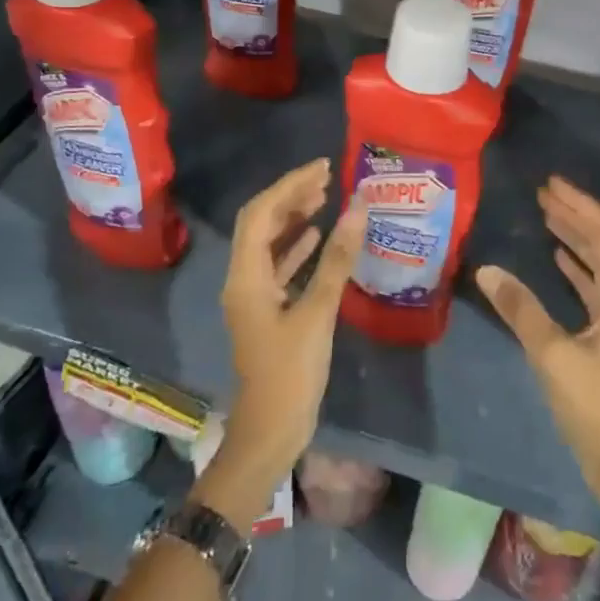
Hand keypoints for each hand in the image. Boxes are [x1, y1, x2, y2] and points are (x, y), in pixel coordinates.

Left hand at [204, 158, 365, 518]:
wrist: (270, 432)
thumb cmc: (290, 373)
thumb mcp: (317, 313)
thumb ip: (336, 259)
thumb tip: (356, 209)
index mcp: (246, 276)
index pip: (261, 213)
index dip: (290, 185)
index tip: (324, 168)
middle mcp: (242, 279)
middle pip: (261, 223)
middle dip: (291, 195)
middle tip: (328, 178)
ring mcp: (253, 296)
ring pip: (269, 242)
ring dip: (293, 217)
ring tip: (325, 197)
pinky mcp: (267, 310)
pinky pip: (278, 265)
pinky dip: (297, 246)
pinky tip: (318, 236)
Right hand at [476, 177, 599, 500]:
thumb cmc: (596, 406)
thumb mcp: (552, 355)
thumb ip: (520, 309)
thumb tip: (487, 269)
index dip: (580, 204)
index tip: (550, 184)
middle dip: (575, 214)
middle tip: (542, 193)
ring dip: (575, 236)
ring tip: (546, 215)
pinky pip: (595, 284)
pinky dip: (576, 265)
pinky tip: (556, 257)